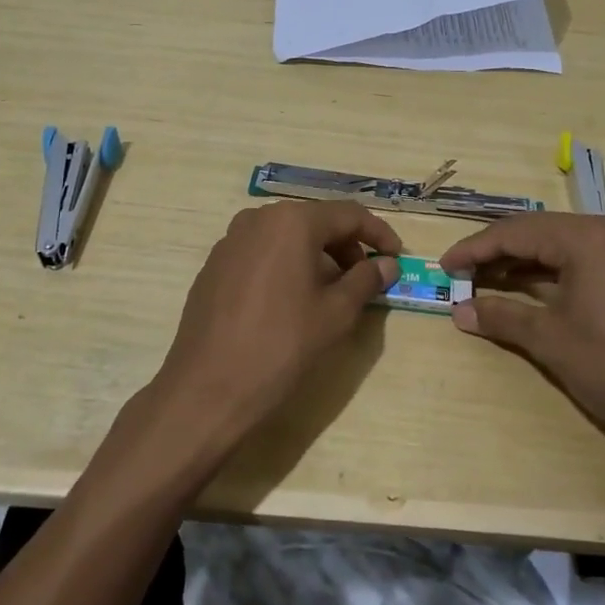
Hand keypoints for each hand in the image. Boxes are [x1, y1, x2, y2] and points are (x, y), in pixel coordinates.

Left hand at [145, 200, 399, 454]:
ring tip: (332, 292)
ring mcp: (230, 241)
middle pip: (315, 221)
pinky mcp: (214, 266)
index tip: (397, 258)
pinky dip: (286, 265)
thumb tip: (387, 264)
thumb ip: (366, 280)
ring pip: (286, 237)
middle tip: (366, 278)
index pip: (348, 214)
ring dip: (316, 256)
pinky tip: (292, 301)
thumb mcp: (335, 314)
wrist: (207, 390)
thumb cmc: (281, 346)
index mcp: (292, 222)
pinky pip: (261, 253)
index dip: (378, 234)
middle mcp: (258, 219)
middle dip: (346, 246)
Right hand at [441, 213, 604, 466]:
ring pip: (563, 248)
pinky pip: (585, 262)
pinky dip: (553, 276)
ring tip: (487, 284)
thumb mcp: (551, 340)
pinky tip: (531, 293)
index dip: (475, 248)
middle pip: (540, 233)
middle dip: (497, 254)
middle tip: (462, 276)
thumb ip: (501, 317)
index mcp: (588, 235)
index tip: (444, 267)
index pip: (516, 231)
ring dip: (524, 265)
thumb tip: (459, 310)